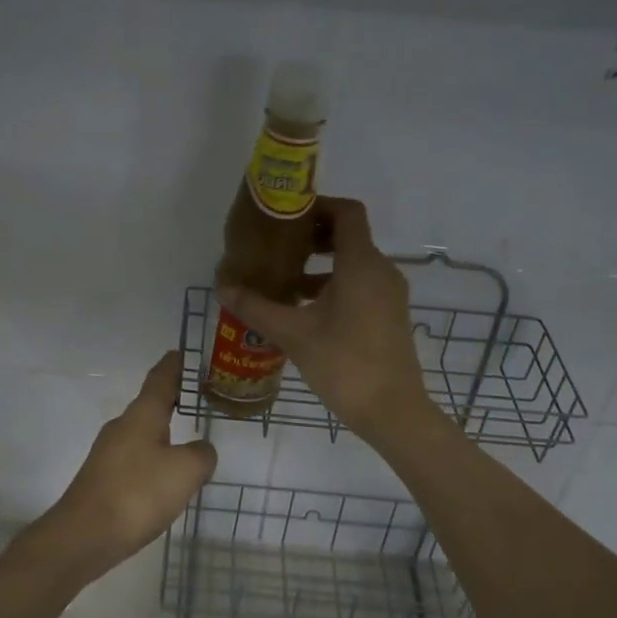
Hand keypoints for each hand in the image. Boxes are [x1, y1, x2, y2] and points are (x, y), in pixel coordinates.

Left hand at [30, 351, 217, 582]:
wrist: (84, 536)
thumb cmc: (138, 493)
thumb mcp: (185, 471)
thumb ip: (202, 455)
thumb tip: (201, 450)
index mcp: (142, 415)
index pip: (160, 378)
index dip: (174, 365)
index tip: (183, 353)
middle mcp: (122, 426)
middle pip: (150, 404)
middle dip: (172, 399)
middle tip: (197, 397)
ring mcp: (108, 453)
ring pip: (142, 433)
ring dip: (163, 431)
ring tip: (187, 438)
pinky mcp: (103, 478)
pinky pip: (136, 458)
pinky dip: (154, 458)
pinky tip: (165, 478)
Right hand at [219, 197, 434, 443]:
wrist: (393, 411)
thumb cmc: (344, 364)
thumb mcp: (293, 334)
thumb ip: (257, 308)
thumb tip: (223, 287)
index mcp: (361, 264)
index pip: (346, 213)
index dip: (317, 206)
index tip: (286, 217)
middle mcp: (381, 271)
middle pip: (349, 236)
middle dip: (312, 237)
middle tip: (277, 247)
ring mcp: (389, 294)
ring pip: (353, 263)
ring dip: (320, 265)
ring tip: (284, 281)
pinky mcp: (389, 315)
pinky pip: (361, 284)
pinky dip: (334, 284)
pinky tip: (305, 309)